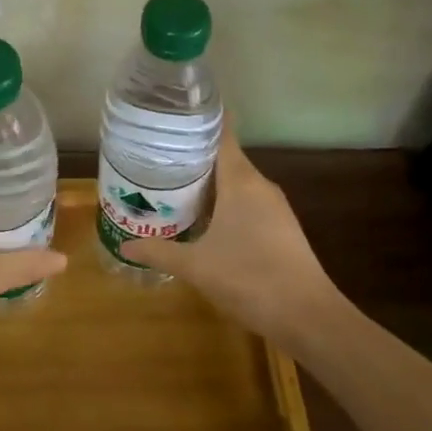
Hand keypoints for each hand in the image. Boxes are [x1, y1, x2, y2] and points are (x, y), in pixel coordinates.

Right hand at [124, 130, 343, 350]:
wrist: (308, 317)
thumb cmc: (249, 278)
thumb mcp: (195, 266)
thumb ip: (159, 252)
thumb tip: (123, 246)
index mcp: (241, 182)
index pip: (222, 136)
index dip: (201, 121)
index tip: (175, 113)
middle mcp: (260, 186)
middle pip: (226, 159)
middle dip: (194, 156)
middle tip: (158, 155)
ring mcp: (275, 208)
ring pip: (237, 183)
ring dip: (209, 183)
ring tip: (174, 184)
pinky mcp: (281, 229)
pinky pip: (247, 203)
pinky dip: (225, 203)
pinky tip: (205, 219)